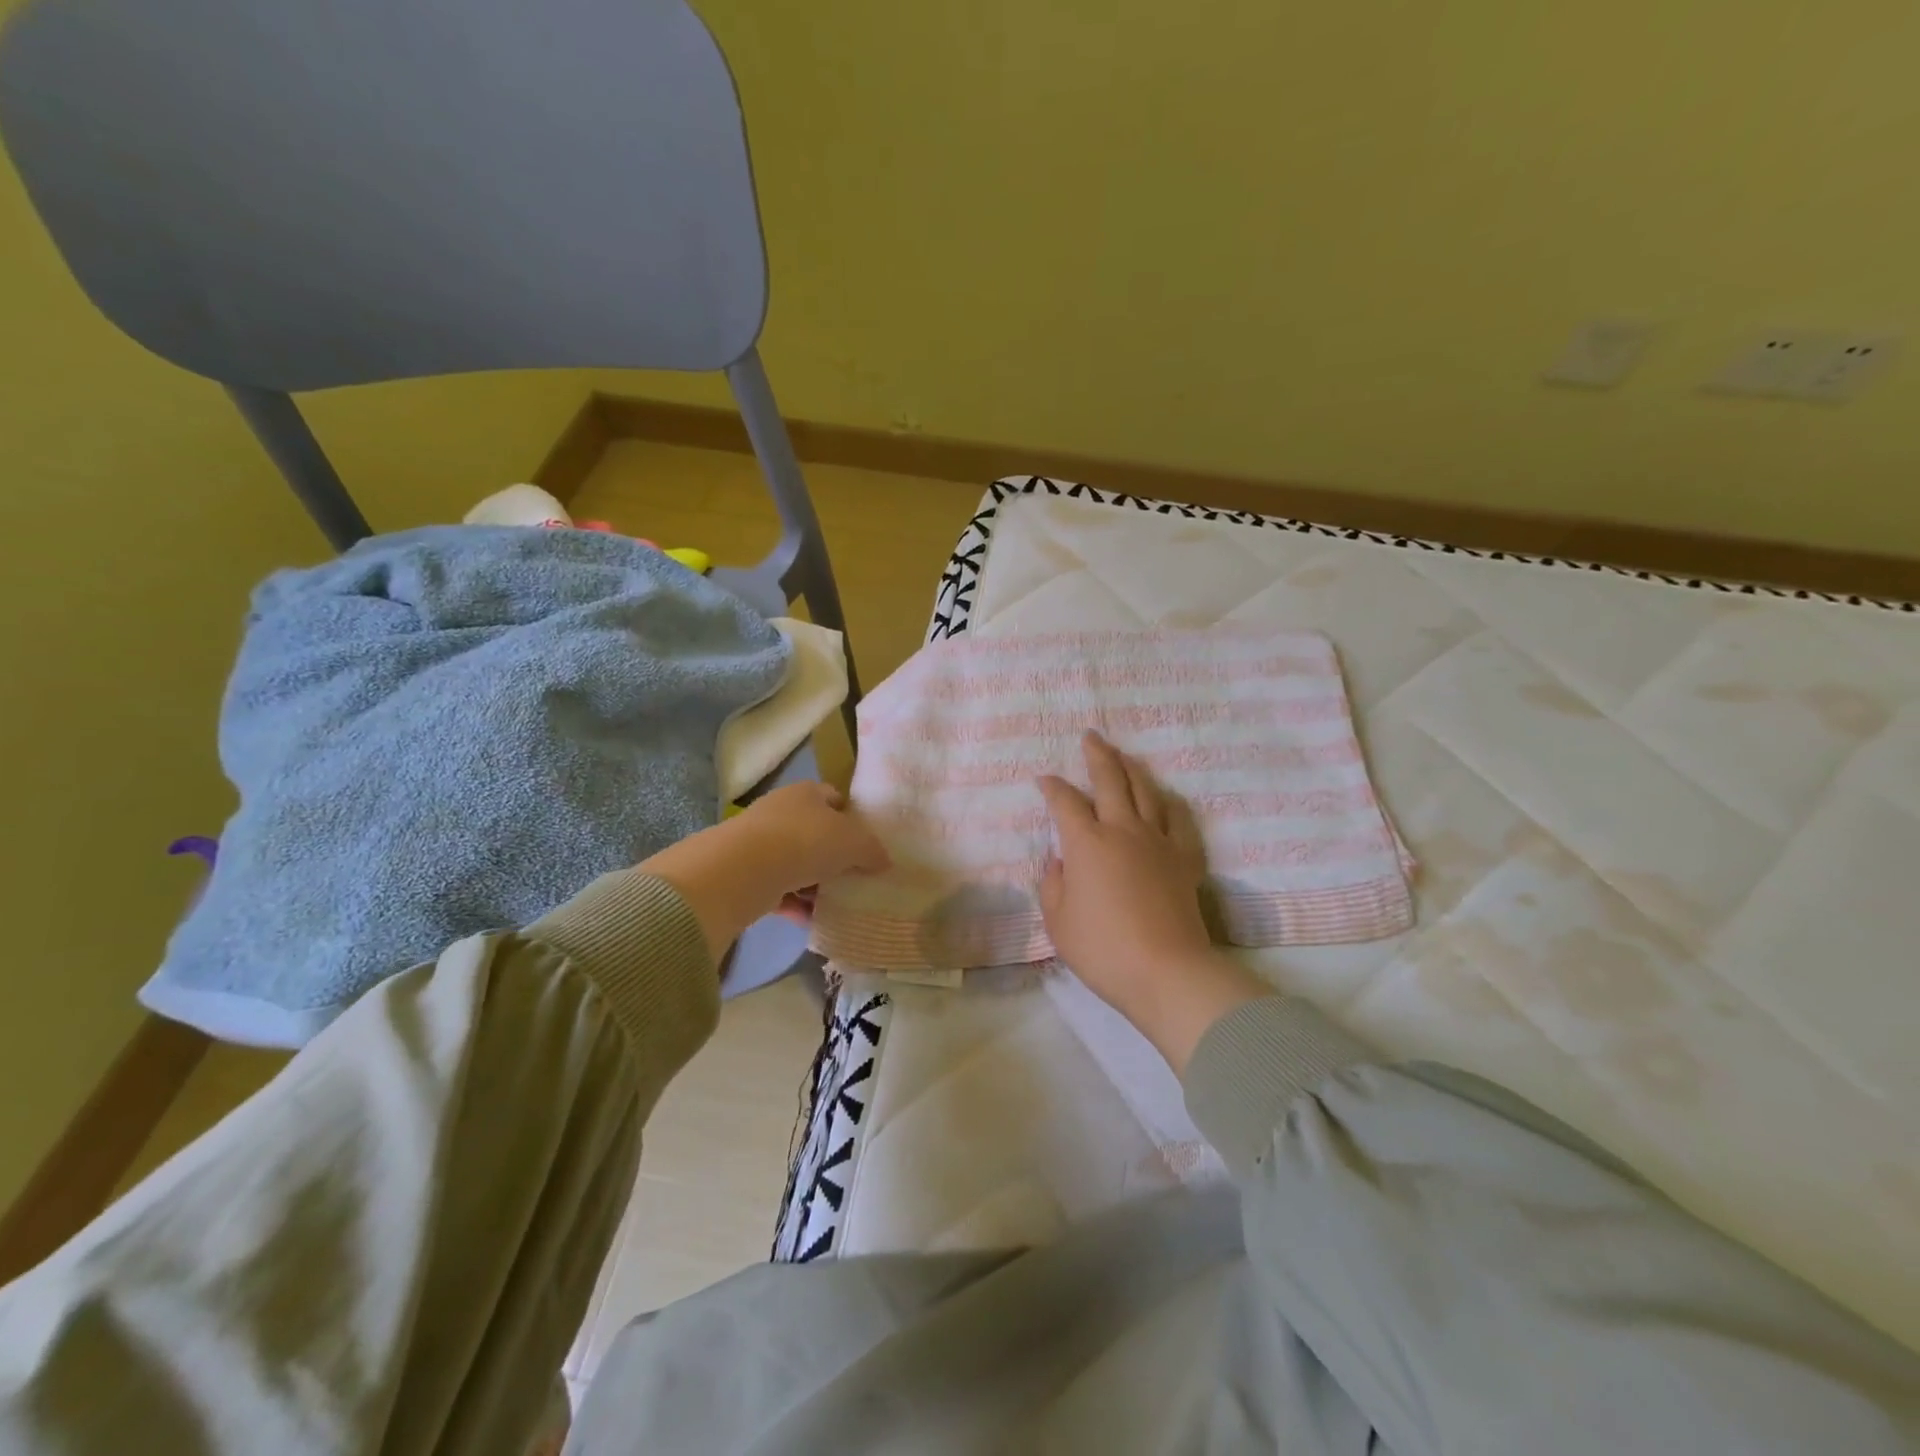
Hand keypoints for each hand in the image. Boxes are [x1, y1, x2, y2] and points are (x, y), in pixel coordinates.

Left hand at [641, 782, 888, 963]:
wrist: (743, 869)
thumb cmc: (806, 841)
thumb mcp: (853, 842)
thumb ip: (871, 850)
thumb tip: (883, 861)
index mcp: (806, 793)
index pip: (833, 798)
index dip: (851, 817)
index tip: (866, 842)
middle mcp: (781, 811)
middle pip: (814, 831)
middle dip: (832, 855)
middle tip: (853, 876)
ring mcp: (758, 841)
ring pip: (795, 862)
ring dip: (813, 883)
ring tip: (833, 903)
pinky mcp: (744, 872)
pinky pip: (777, 888)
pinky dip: (793, 903)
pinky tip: (809, 920)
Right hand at [1037, 732, 1271, 1072]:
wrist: (1167, 971)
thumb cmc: (1103, 949)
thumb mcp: (1058, 921)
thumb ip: (1053, 884)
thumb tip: (1061, 860)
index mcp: (1086, 843)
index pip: (1064, 802)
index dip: (1052, 787)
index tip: (1044, 779)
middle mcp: (1122, 830)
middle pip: (1110, 780)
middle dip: (1097, 755)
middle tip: (1091, 736)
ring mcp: (1158, 841)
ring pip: (1146, 790)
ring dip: (1131, 768)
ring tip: (1123, 756)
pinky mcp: (1185, 859)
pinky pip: (1179, 819)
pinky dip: (1169, 803)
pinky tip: (1165, 798)